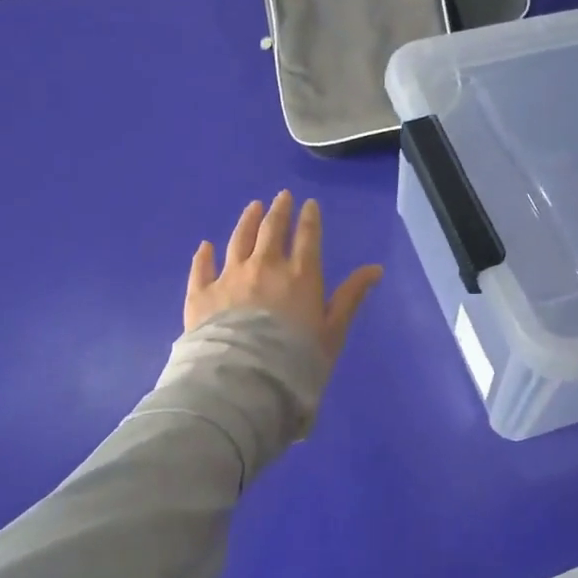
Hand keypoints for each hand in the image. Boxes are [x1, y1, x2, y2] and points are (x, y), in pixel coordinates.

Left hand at [184, 191, 383, 362]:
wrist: (244, 381)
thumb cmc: (296, 359)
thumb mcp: (333, 331)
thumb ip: (351, 297)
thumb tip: (375, 269)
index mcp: (300, 275)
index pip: (307, 237)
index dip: (309, 218)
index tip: (309, 204)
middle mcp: (264, 267)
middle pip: (271, 230)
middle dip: (278, 211)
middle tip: (281, 197)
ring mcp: (230, 277)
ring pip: (238, 240)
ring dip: (247, 221)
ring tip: (252, 207)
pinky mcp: (201, 294)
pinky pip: (202, 267)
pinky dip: (205, 255)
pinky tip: (206, 246)